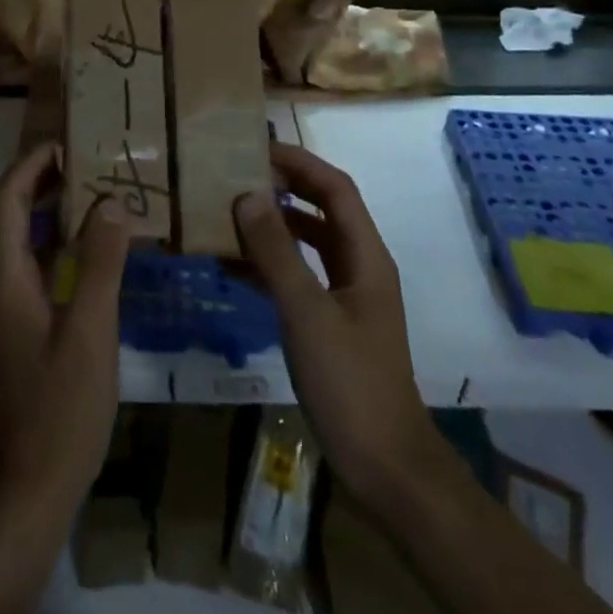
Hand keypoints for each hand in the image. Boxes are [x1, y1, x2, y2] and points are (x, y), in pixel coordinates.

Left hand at [0, 141, 130, 512]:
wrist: (39, 478)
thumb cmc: (63, 405)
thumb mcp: (90, 330)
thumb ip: (100, 264)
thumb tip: (112, 202)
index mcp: (9, 278)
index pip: (4, 203)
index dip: (28, 167)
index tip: (66, 146)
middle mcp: (5, 281)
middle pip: (4, 212)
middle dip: (34, 177)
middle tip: (80, 161)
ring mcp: (17, 301)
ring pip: (21, 234)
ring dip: (47, 204)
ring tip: (92, 188)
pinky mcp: (32, 318)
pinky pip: (40, 259)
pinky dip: (61, 236)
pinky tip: (97, 241)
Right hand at [234, 142, 438, 513]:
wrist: (385, 466)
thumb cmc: (350, 382)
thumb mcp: (307, 312)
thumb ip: (276, 252)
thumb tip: (246, 194)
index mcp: (365, 255)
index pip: (335, 188)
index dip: (300, 162)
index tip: (257, 147)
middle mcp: (359, 266)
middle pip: (321, 210)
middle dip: (283, 187)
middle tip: (236, 173)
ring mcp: (345, 296)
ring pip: (307, 243)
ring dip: (272, 225)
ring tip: (227, 211)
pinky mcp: (329, 322)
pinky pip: (297, 277)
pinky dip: (268, 265)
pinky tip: (231, 266)